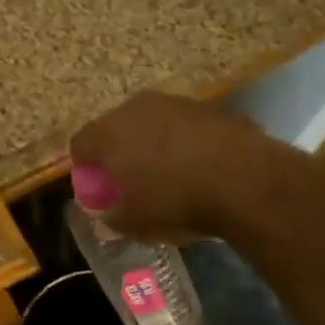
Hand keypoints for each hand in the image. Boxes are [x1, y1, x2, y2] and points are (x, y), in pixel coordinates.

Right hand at [68, 90, 271, 237]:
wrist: (245, 178)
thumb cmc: (175, 199)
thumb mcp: (134, 221)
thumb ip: (111, 216)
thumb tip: (107, 212)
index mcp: (108, 132)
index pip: (79, 145)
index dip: (85, 169)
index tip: (98, 190)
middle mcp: (135, 107)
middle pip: (115, 129)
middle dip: (119, 153)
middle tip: (131, 181)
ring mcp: (174, 102)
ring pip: (151, 124)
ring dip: (153, 144)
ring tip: (170, 174)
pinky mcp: (209, 107)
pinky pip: (184, 126)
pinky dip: (185, 143)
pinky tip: (201, 167)